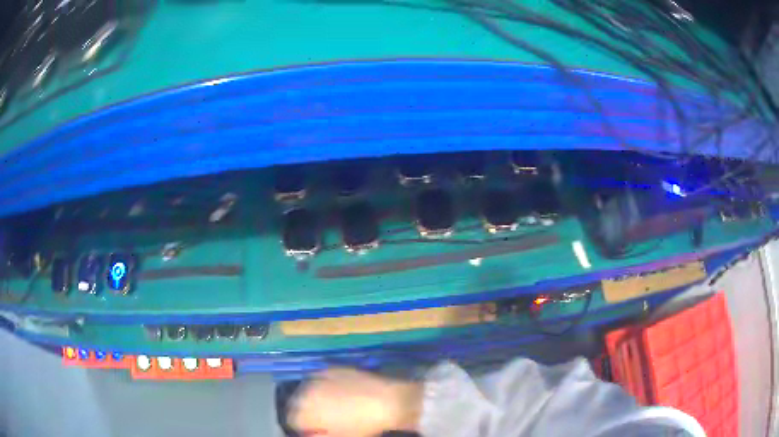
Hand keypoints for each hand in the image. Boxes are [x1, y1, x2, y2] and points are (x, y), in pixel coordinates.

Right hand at [288, 367, 422, 436]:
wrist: (390, 402)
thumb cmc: (364, 425)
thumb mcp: (339, 436)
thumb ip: (317, 436)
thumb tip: (309, 434)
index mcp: (306, 408)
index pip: (293, 419)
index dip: (305, 427)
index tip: (317, 430)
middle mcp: (307, 389)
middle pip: (297, 403)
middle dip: (306, 412)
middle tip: (324, 420)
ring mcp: (320, 377)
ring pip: (307, 390)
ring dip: (314, 399)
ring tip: (332, 407)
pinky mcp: (333, 369)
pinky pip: (320, 380)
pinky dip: (324, 388)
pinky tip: (339, 394)